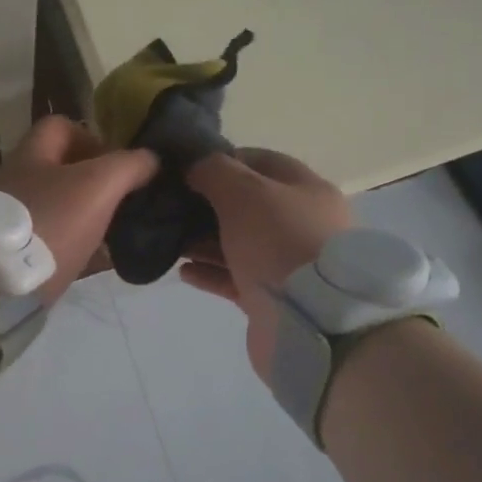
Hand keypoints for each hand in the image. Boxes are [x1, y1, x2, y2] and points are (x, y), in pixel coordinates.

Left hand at [0, 117, 157, 304]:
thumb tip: (151, 158)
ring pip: (59, 208)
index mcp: (32, 155)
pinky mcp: (13, 254)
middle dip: (97, 183)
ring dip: (89, 218)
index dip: (94, 137)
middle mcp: (17, 181)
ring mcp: (12, 219)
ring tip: (120, 234)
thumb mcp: (97, 186)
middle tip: (127, 202)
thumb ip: (128, 166)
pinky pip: (52, 243)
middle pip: (62, 171)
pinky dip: (77, 248)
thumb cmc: (48, 223)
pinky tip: (100, 262)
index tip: (121, 163)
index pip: (61, 127)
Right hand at [182, 149, 353, 384]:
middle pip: (246, 205)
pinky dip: (209, 272)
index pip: (260, 162)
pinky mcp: (271, 297)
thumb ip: (215, 172)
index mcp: (305, 190)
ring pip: (237, 243)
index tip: (186, 169)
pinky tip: (183, 271)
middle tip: (170, 206)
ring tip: (170, 240)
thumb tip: (194, 166)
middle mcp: (299, 223)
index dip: (223, 161)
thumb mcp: (244, 192)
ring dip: (203, 241)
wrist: (310, 320)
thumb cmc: (279, 242)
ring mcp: (286, 263)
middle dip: (207, 204)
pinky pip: (233, 278)